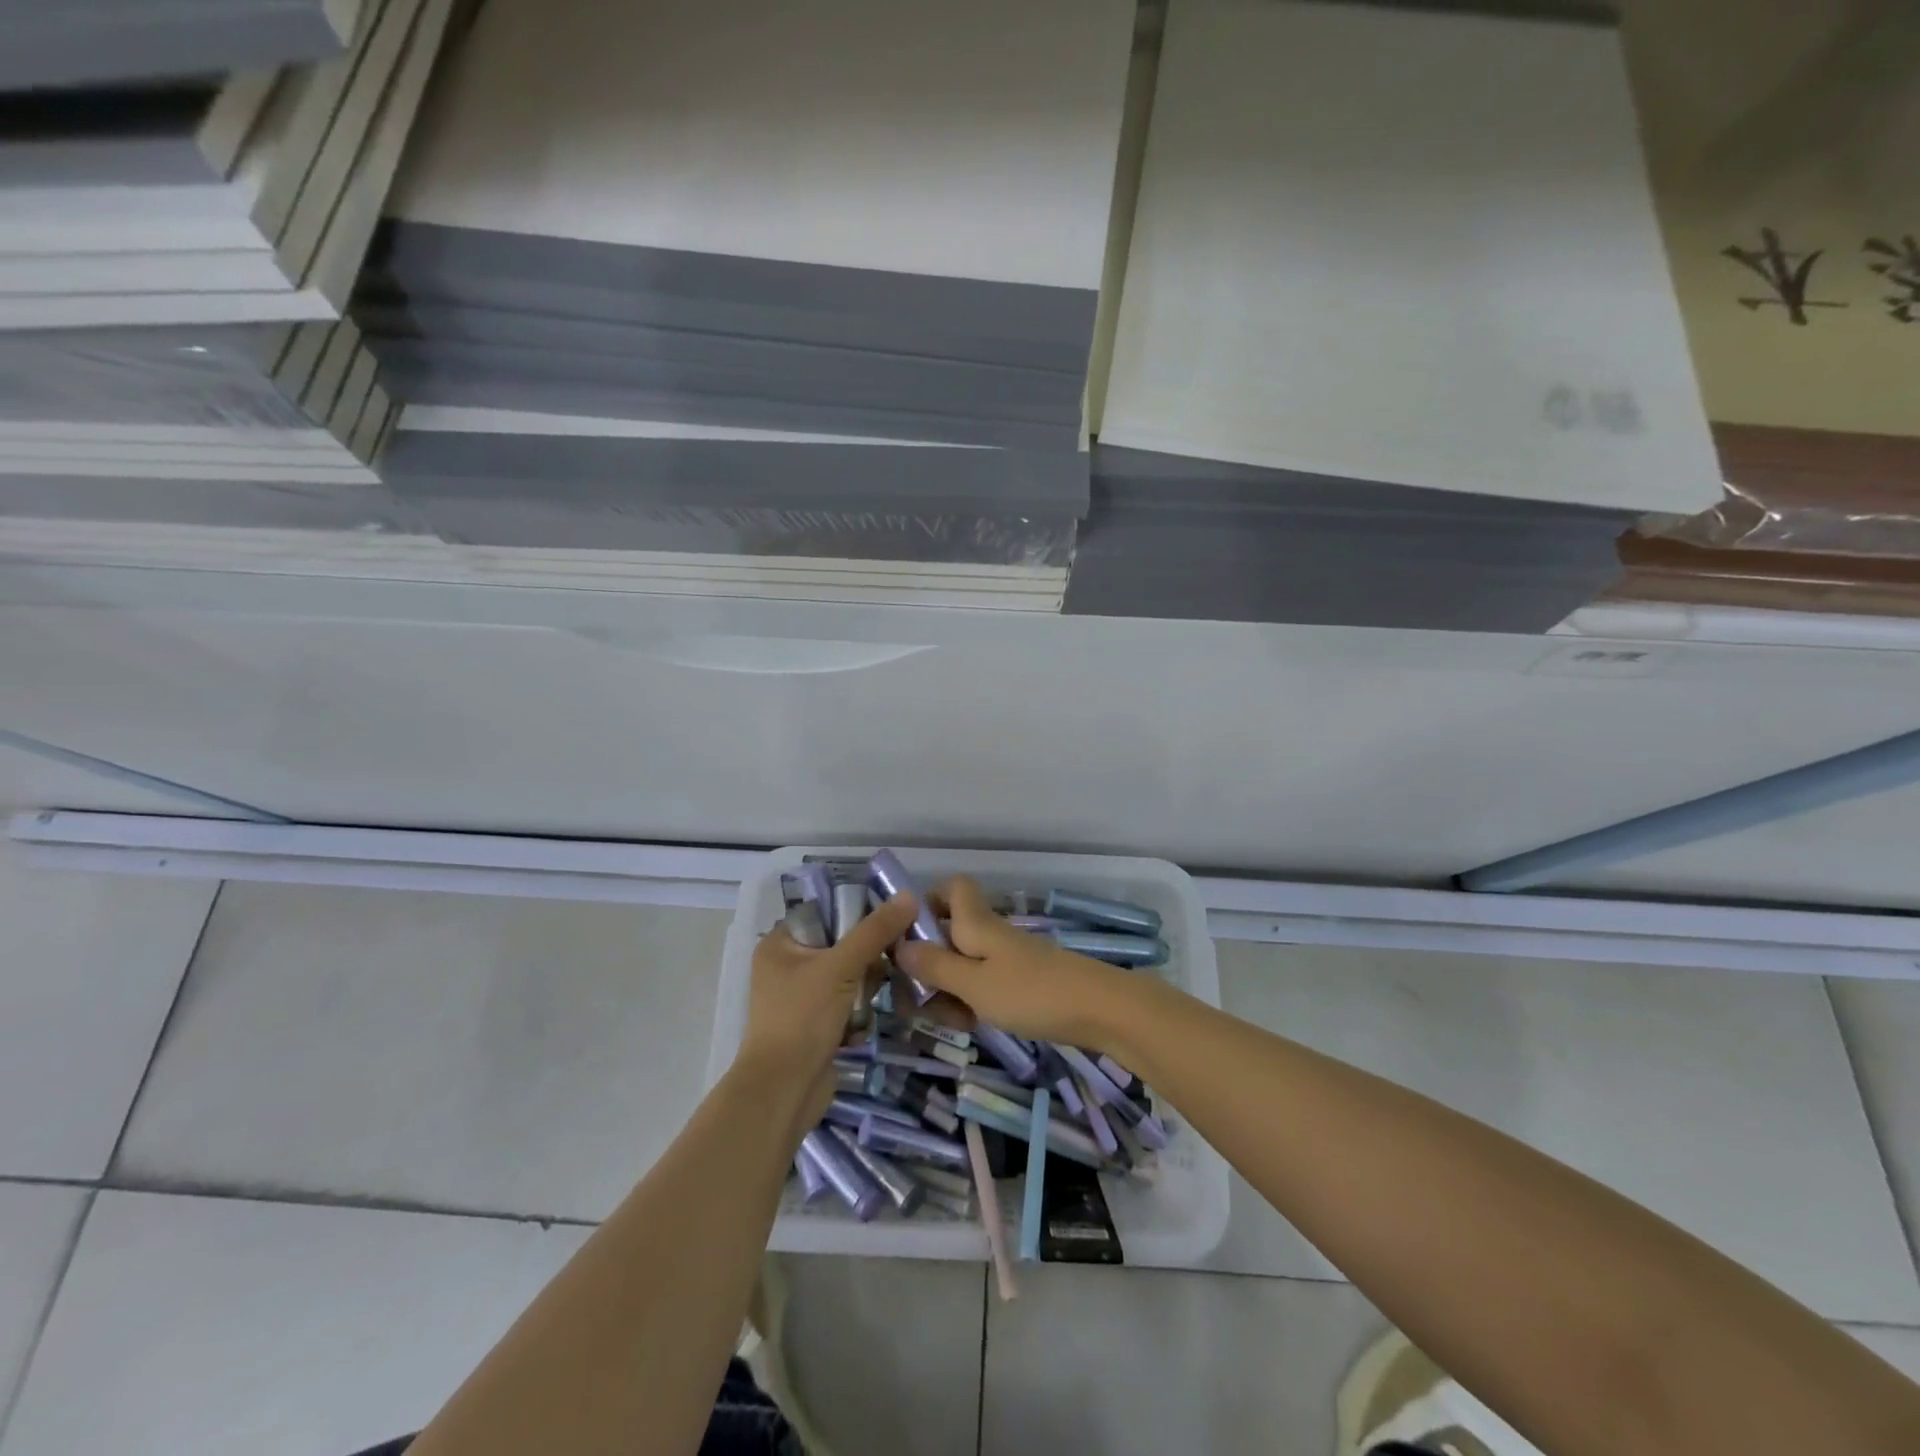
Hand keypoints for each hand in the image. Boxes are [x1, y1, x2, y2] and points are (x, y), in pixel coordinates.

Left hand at [738, 891, 918, 1115]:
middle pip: (841, 945)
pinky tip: (862, 1025)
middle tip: (893, 959)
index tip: (893, 917)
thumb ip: (875, 932)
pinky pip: (847, 1004)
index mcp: (780, 944)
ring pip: (849, 976)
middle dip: (868, 958)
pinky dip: (858, 1013)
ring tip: (876, 997)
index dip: (858, 912)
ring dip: (866, 988)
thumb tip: (909, 895)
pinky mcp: (815, 1025)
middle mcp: (787, 966)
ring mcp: (801, 998)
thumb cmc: (803, 1018)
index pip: (826, 912)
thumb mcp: (841, 967)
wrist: (784, 1092)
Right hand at [895, 876, 1126, 1047]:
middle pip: (948, 934)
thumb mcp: (974, 984)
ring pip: (963, 964)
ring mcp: (1007, 958)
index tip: (907, 936)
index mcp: (976, 923)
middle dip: (927, 965)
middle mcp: (989, 934)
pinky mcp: (1021, 982)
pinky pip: (983, 984)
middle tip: (916, 1001)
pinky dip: (971, 1001)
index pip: (952, 888)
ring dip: (947, 990)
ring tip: (948, 1022)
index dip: (928, 902)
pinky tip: (971, 1026)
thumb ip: (936, 966)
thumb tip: (899, 946)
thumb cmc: (1032, 992)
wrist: (1100, 1010)